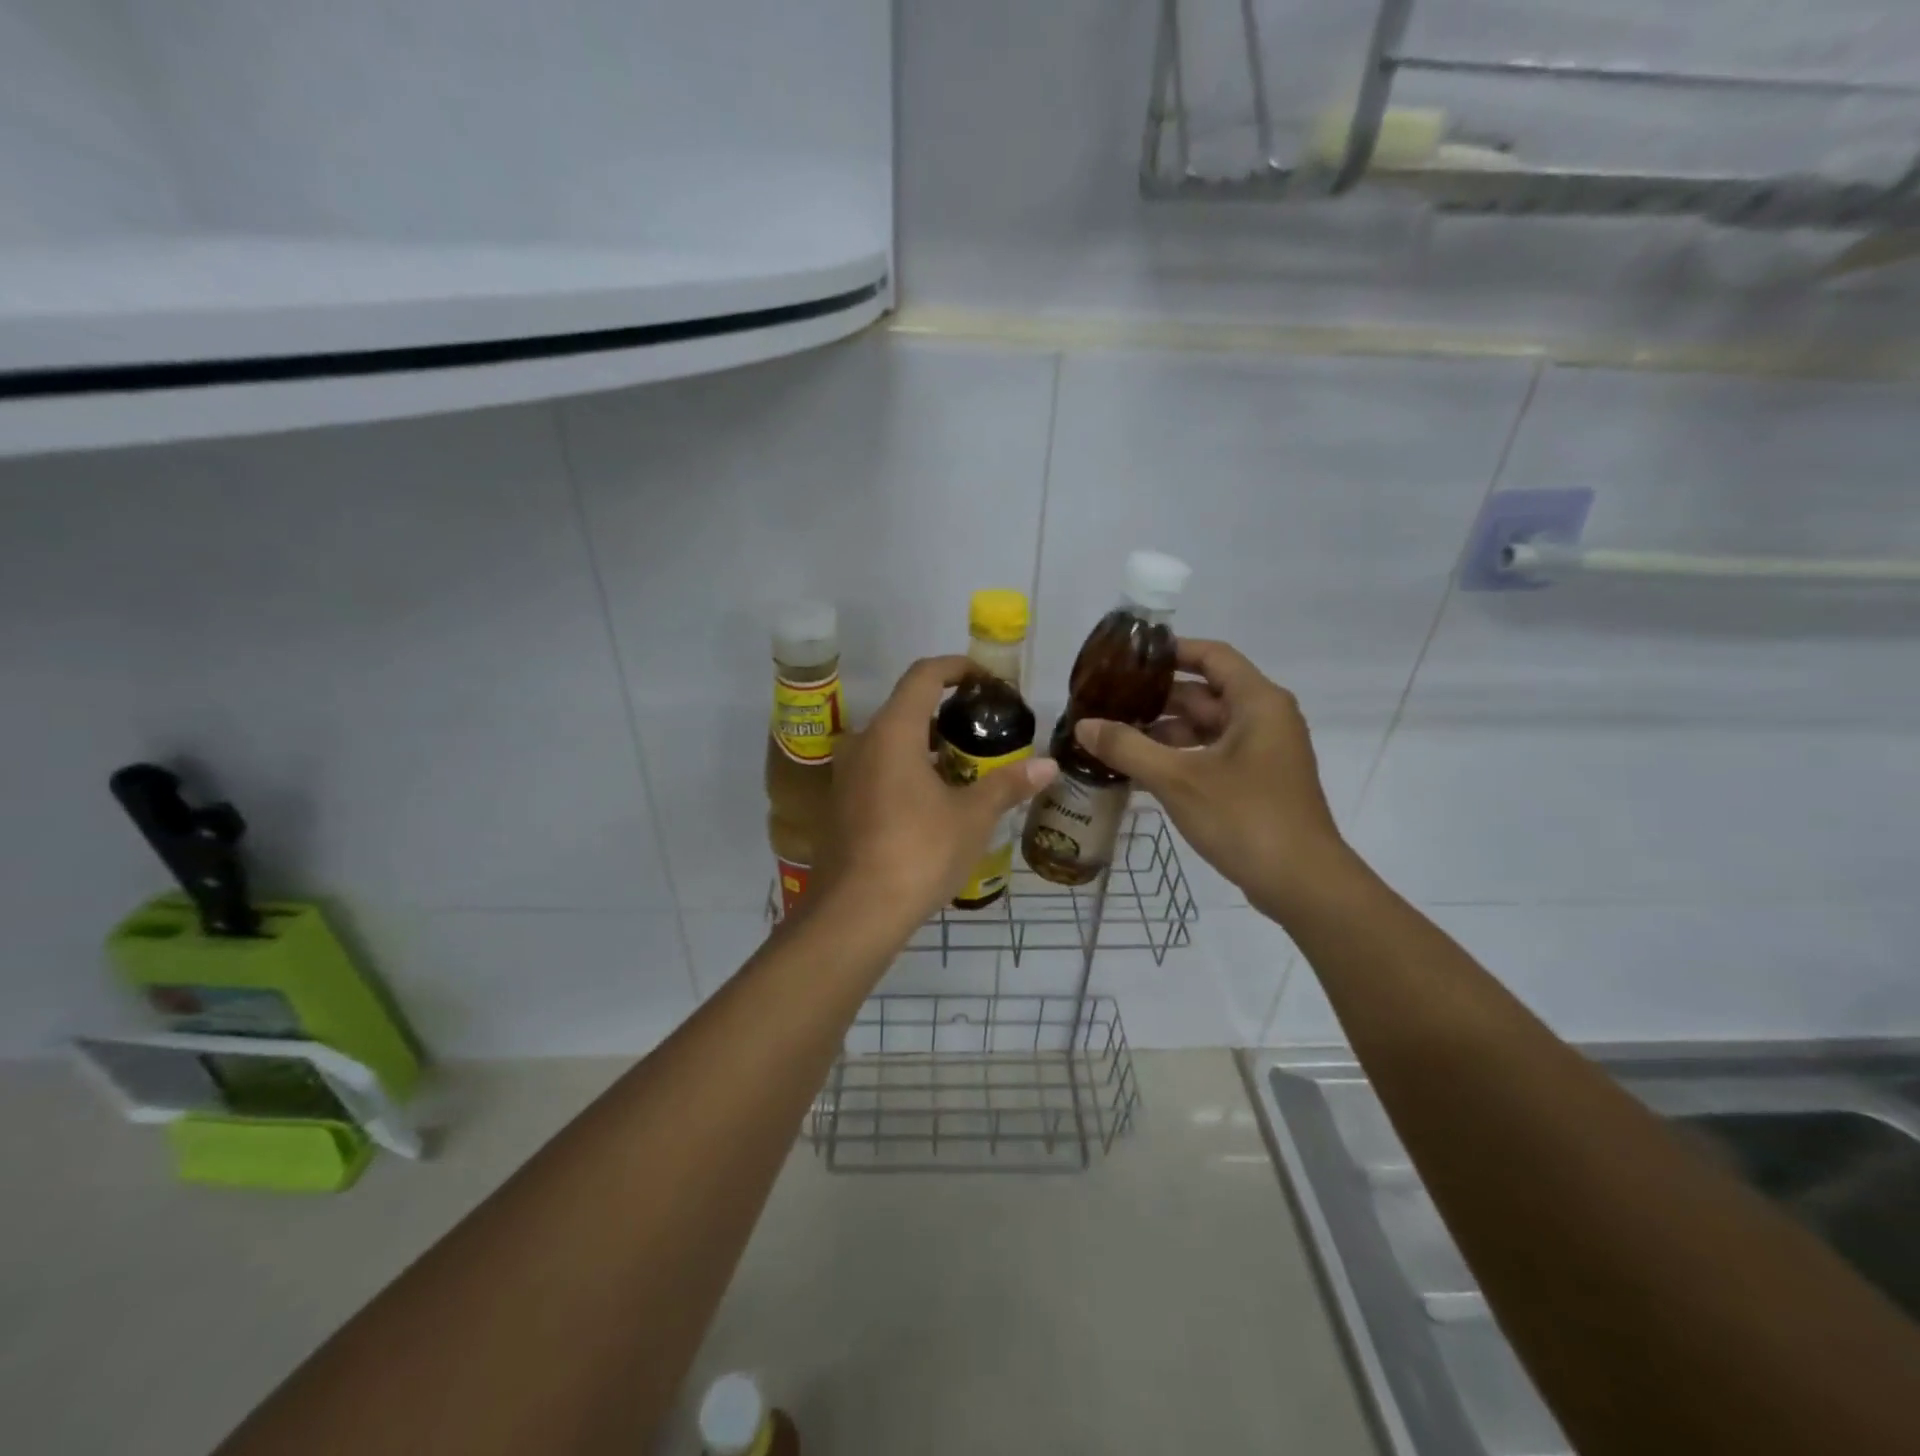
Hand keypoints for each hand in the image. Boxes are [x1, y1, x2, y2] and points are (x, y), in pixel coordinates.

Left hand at [819, 656, 1056, 931]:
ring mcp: (847, 776)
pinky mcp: (841, 805)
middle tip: (985, 730)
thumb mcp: (971, 817)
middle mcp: (863, 744)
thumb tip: (1049, 766)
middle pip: (906, 708)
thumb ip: (1008, 785)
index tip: (986, 680)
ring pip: (891, 742)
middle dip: (947, 712)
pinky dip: (909, 770)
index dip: (957, 667)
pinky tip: (935, 802)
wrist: (855, 913)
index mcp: (893, 732)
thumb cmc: (917, 853)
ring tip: (967, 767)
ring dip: (928, 745)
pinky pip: (879, 770)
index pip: (924, 675)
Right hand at [1072, 639, 1353, 919]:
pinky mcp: (1258, 782)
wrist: (1302, 884)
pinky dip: (1180, 758)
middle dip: (1156, 698)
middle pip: (1205, 694)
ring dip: (1164, 733)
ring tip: (1115, 739)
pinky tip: (1140, 773)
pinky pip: (1213, 756)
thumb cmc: (1245, 818)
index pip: (1212, 656)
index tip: (1128, 658)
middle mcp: (1265, 718)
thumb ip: (1127, 748)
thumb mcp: (1177, 779)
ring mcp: (1264, 752)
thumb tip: (1083, 725)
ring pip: (1207, 729)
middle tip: (1108, 702)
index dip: (1171, 651)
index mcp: (1257, 702)